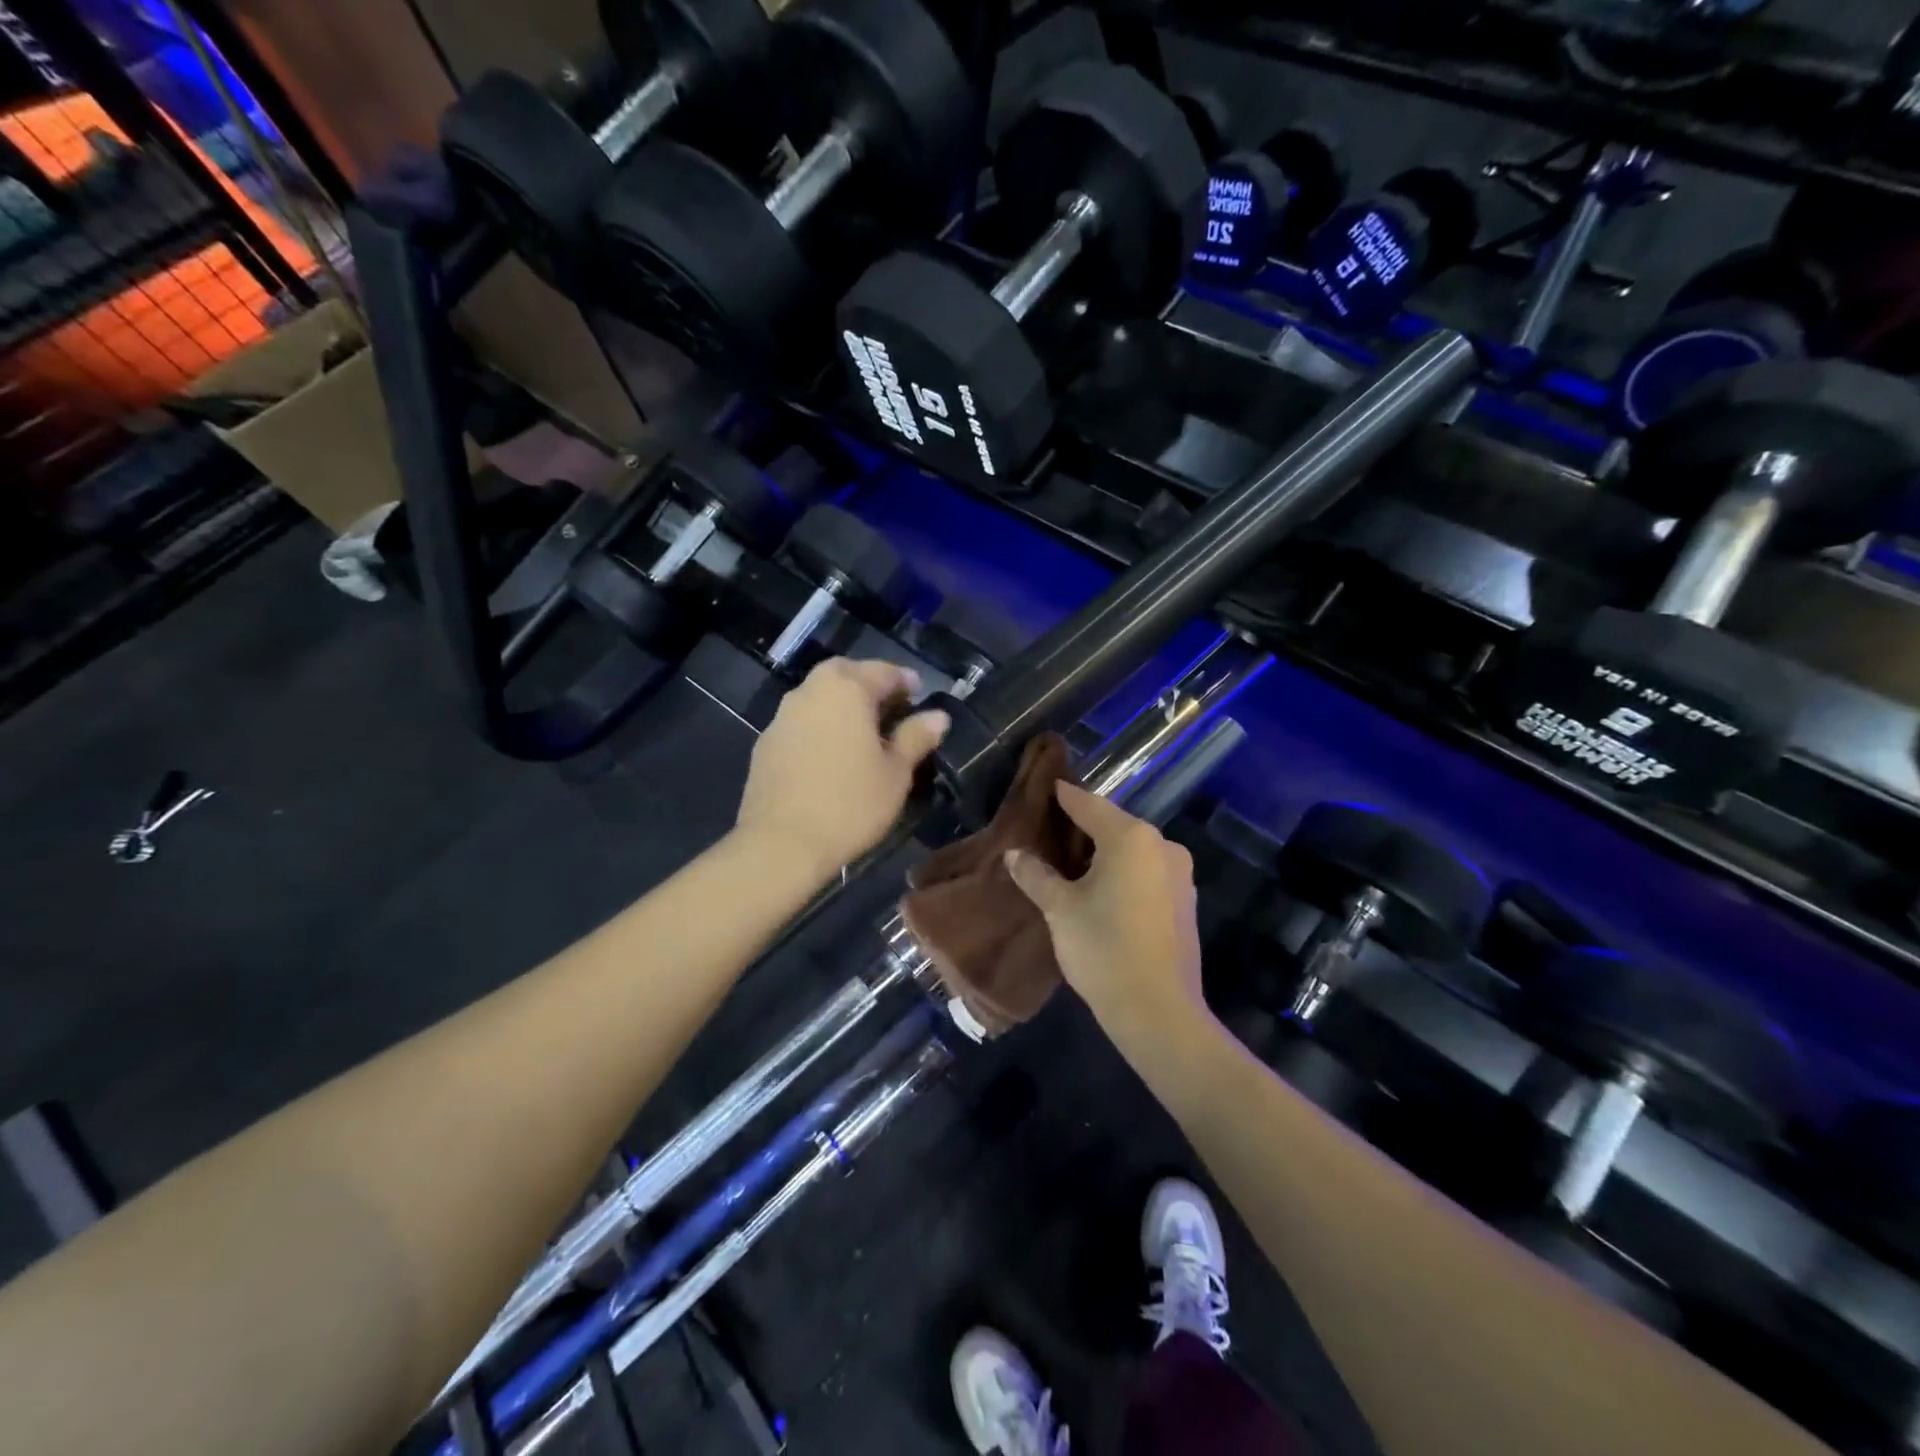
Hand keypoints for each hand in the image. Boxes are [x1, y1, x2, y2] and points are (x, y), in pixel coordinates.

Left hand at [735, 658, 948, 881]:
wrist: (782, 843)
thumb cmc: (851, 804)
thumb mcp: (896, 773)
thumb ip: (916, 737)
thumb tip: (938, 716)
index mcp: (846, 689)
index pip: (883, 671)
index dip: (905, 682)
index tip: (919, 695)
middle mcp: (810, 692)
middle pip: (844, 674)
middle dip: (868, 684)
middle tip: (889, 708)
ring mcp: (782, 717)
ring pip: (818, 696)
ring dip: (841, 705)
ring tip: (862, 733)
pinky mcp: (765, 744)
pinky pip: (801, 723)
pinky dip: (820, 727)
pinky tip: (831, 755)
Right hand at [1005, 784, 1205, 1046]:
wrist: (1158, 1011)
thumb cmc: (1103, 949)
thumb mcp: (1060, 909)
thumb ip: (1036, 875)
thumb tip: (1014, 855)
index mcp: (1131, 837)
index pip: (1088, 805)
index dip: (1064, 796)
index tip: (1048, 786)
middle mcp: (1161, 846)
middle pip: (1114, 825)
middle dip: (1083, 827)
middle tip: (1050, 831)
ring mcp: (1179, 874)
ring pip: (1133, 851)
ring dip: (1104, 852)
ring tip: (1071, 863)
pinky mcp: (1185, 902)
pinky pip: (1147, 873)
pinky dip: (1124, 873)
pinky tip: (1102, 890)